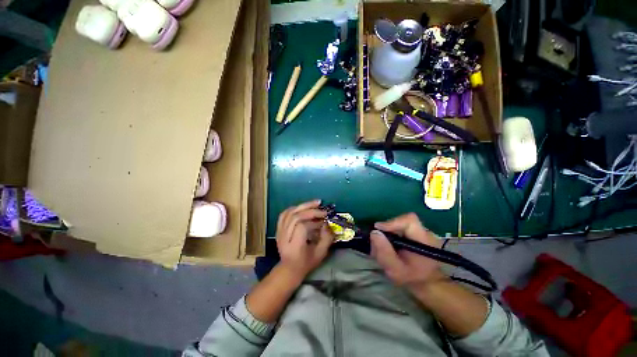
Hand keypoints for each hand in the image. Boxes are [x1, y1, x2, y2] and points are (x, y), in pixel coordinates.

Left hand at [275, 200, 333, 279]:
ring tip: (315, 204)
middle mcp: (284, 238)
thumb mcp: (320, 254)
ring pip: (289, 213)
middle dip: (310, 211)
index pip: (301, 227)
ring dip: (303, 206)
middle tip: (322, 209)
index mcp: (294, 246)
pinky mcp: (278, 229)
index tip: (323, 222)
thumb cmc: (306, 263)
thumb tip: (327, 224)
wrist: (289, 269)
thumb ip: (326, 239)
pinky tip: (302, 207)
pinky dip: (293, 208)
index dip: (313, 222)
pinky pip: (284, 214)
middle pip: (295, 217)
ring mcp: (279, 232)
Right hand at [370, 213, 443, 289]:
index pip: (409, 220)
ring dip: (387, 232)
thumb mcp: (395, 270)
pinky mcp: (415, 232)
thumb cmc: (411, 278)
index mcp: (424, 241)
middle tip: (378, 242)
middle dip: (386, 230)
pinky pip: (399, 227)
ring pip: (399, 223)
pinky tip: (389, 246)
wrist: (426, 282)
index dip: (392, 222)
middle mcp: (424, 232)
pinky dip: (391, 234)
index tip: (378, 230)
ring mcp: (420, 231)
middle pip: (401, 221)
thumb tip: (374, 232)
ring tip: (383, 247)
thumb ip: (384, 252)